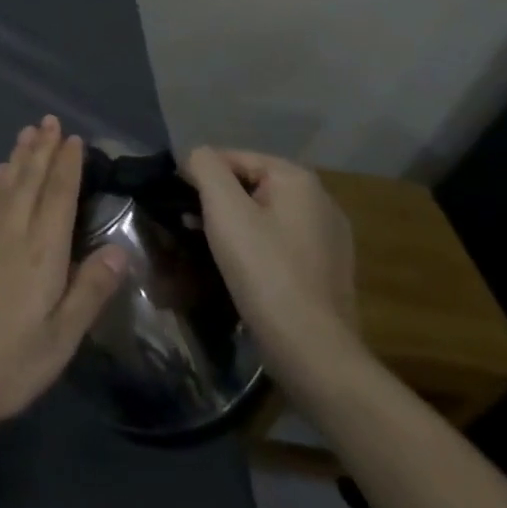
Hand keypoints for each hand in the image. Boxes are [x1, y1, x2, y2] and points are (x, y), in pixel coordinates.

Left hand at [0, 117, 127, 439]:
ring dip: (19, 157)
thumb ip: (89, 292)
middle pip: (29, 181)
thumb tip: (120, 250)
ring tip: (27, 133)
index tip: (74, 138)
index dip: (67, 166)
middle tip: (49, 120)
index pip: (58, 197)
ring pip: (6, 185)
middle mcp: (11, 233)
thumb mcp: (60, 340)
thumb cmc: (7, 364)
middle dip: (42, 149)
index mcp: (40, 253)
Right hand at [182, 147, 357, 369]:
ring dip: (232, 224)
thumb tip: (195, 157)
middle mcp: (321, 201)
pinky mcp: (326, 269)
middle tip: (189, 225)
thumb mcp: (223, 208)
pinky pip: (279, 241)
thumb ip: (204, 167)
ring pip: (264, 214)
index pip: (233, 157)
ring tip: (207, 246)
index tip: (178, 202)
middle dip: (216, 200)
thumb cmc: (264, 269)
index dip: (200, 175)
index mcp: (299, 180)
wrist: (311, 349)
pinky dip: (255, 246)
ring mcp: (328, 237)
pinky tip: (239, 267)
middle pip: (250, 184)